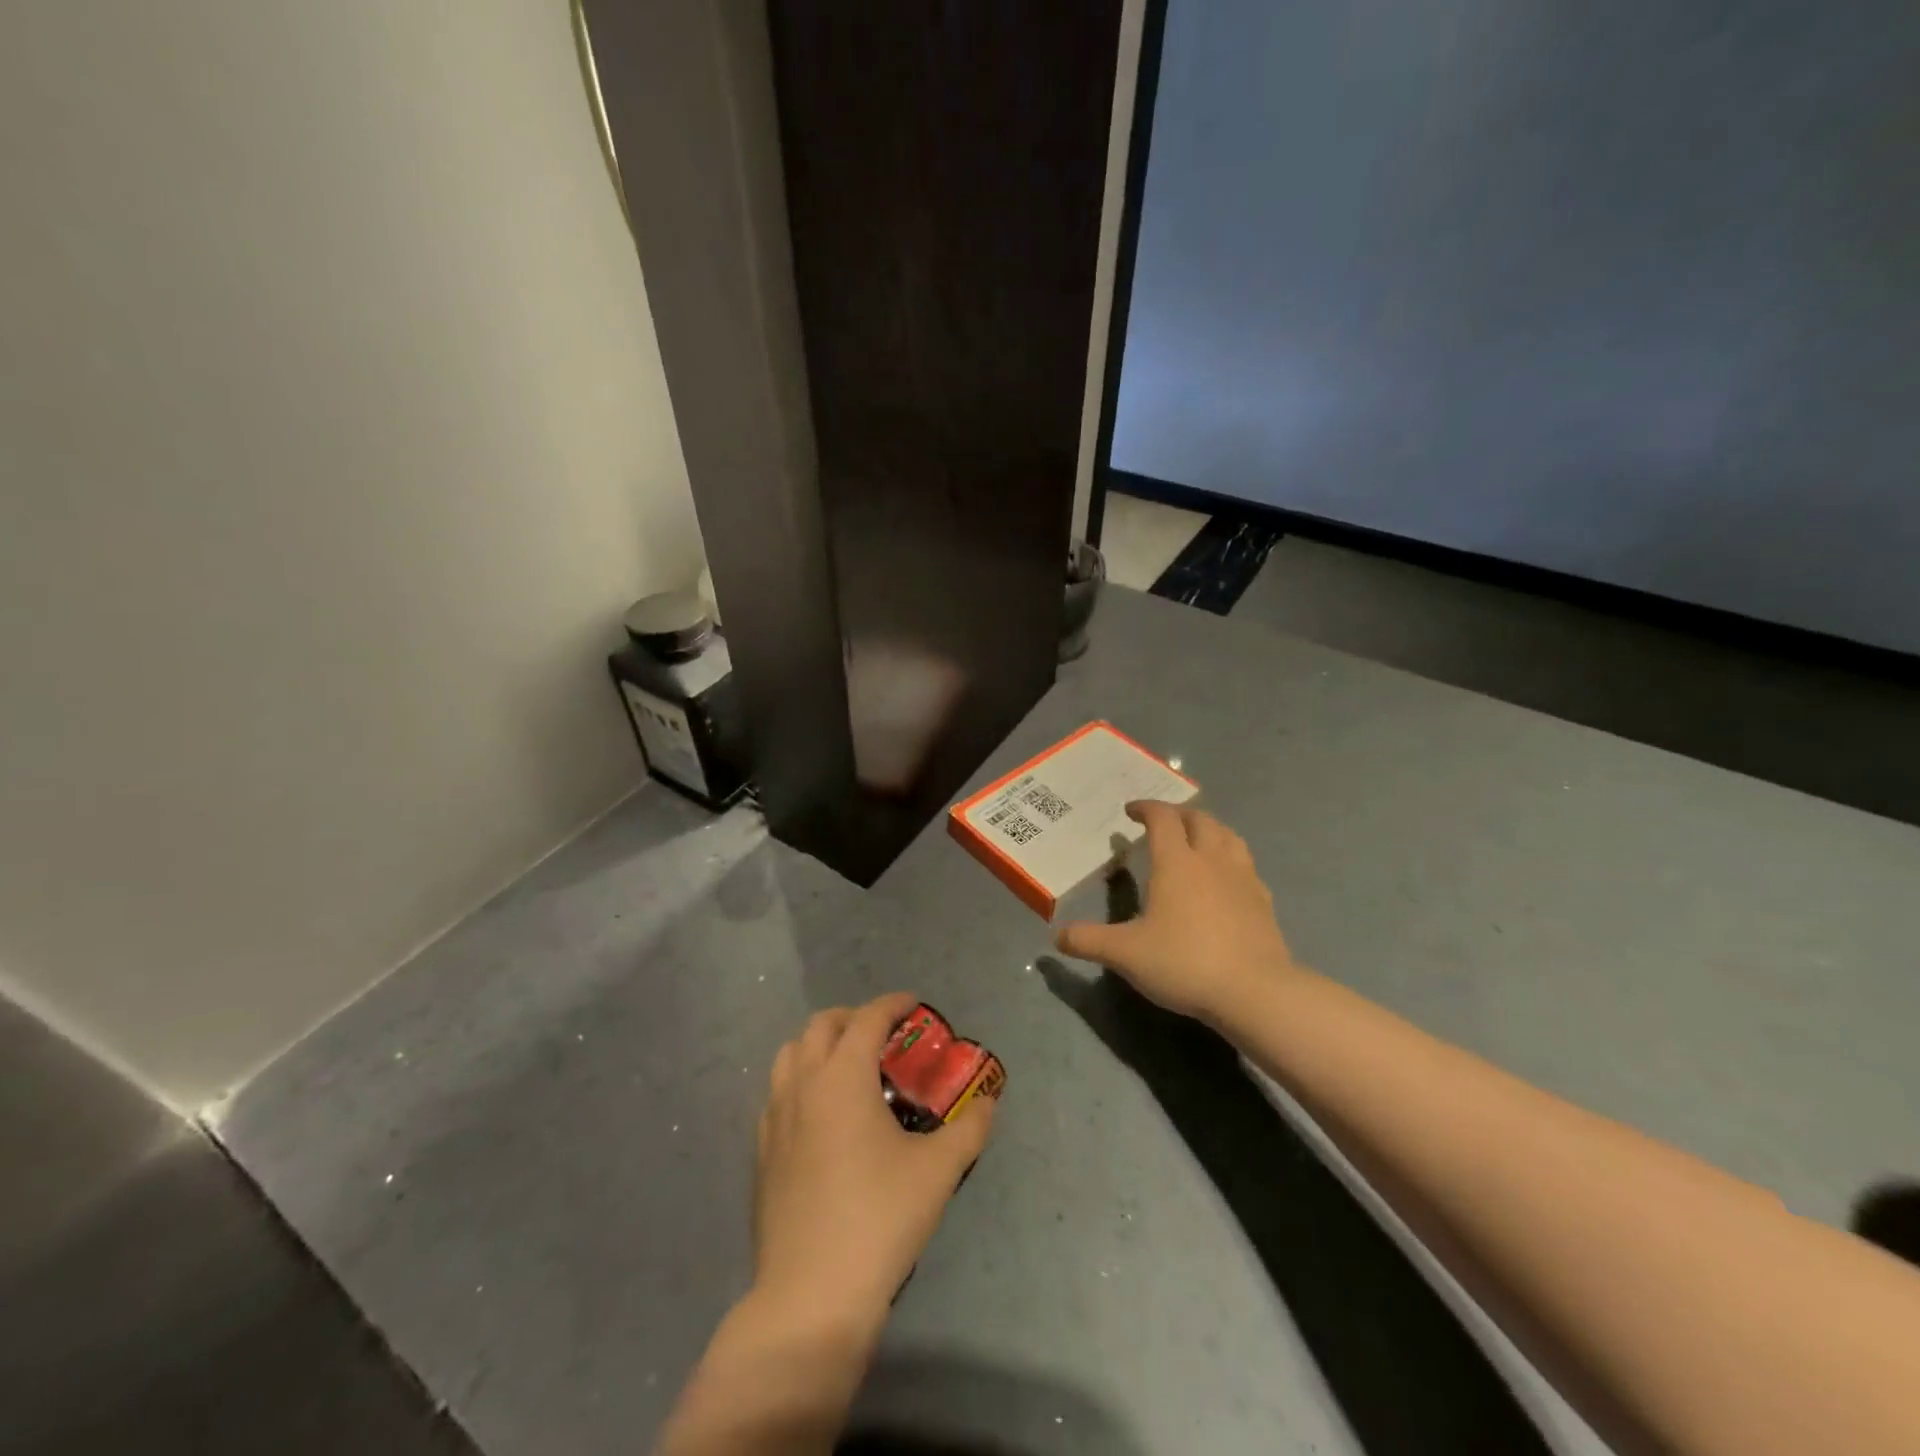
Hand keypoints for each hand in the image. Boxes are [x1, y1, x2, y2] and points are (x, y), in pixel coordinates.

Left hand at [753, 992, 996, 1334]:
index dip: (893, 1004)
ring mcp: (775, 1117)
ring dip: (821, 1045)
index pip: (867, 1019)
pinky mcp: (763, 1151)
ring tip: (850, 1067)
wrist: (811, 1294)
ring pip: (791, 1054)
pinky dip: (802, 1080)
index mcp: (842, 1077)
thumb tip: (988, 1104)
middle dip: (854, 1018)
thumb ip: (969, 1129)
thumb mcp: (938, 1171)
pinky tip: (823, 1114)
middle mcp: (803, 1084)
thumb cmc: (879, 1219)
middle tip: (884, 1035)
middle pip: (821, 1025)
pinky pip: (779, 1092)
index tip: (914, 1005)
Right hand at [1054, 802, 1299, 1025]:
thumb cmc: (1184, 963)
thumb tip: (1056, 935)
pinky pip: (1247, 865)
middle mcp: (1211, 860)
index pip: (1162, 818)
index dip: (1146, 808)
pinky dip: (1231, 859)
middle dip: (1178, 814)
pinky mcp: (1264, 902)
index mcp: (1177, 862)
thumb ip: (1088, 941)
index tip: (1130, 812)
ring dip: (1209, 829)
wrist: (1255, 993)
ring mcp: (1243, 879)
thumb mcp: (1126, 954)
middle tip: (1162, 823)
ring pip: (1229, 836)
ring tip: (1197, 839)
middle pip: (1199, 819)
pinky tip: (1226, 878)